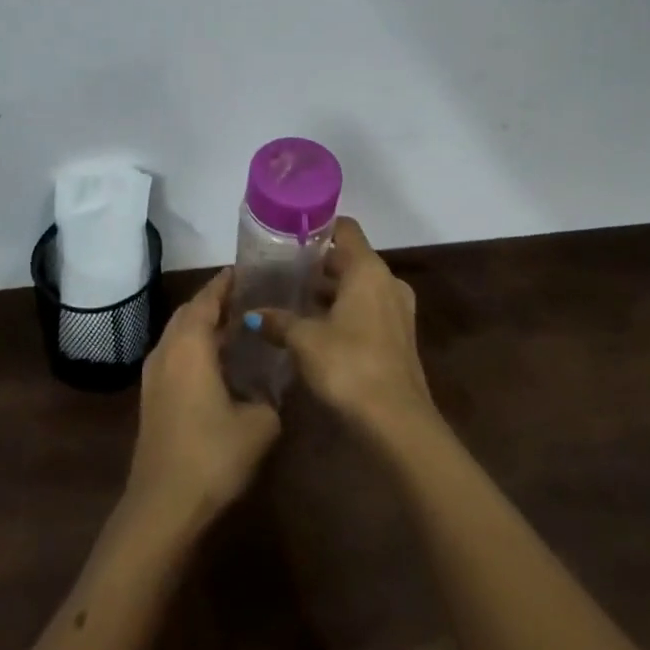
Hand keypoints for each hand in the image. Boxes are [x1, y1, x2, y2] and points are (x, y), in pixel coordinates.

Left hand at [125, 269, 281, 529]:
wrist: (164, 506)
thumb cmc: (213, 455)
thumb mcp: (260, 423)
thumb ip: (270, 395)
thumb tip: (271, 386)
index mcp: (190, 345)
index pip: (207, 299)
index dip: (226, 283)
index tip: (246, 270)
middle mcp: (166, 350)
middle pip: (189, 312)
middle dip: (215, 301)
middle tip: (248, 296)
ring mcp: (154, 375)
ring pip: (178, 334)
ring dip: (203, 325)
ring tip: (237, 325)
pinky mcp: (151, 397)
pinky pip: (174, 355)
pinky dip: (195, 346)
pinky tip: (218, 362)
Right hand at [246, 217, 438, 443]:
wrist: (396, 422)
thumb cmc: (349, 365)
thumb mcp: (304, 340)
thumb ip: (278, 321)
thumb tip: (252, 314)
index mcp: (368, 270)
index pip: (345, 230)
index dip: (319, 227)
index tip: (290, 234)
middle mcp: (387, 282)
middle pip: (349, 259)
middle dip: (317, 265)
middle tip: (281, 271)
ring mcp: (397, 311)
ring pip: (357, 288)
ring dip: (329, 292)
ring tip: (291, 299)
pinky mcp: (397, 337)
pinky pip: (366, 310)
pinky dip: (343, 312)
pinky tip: (314, 328)